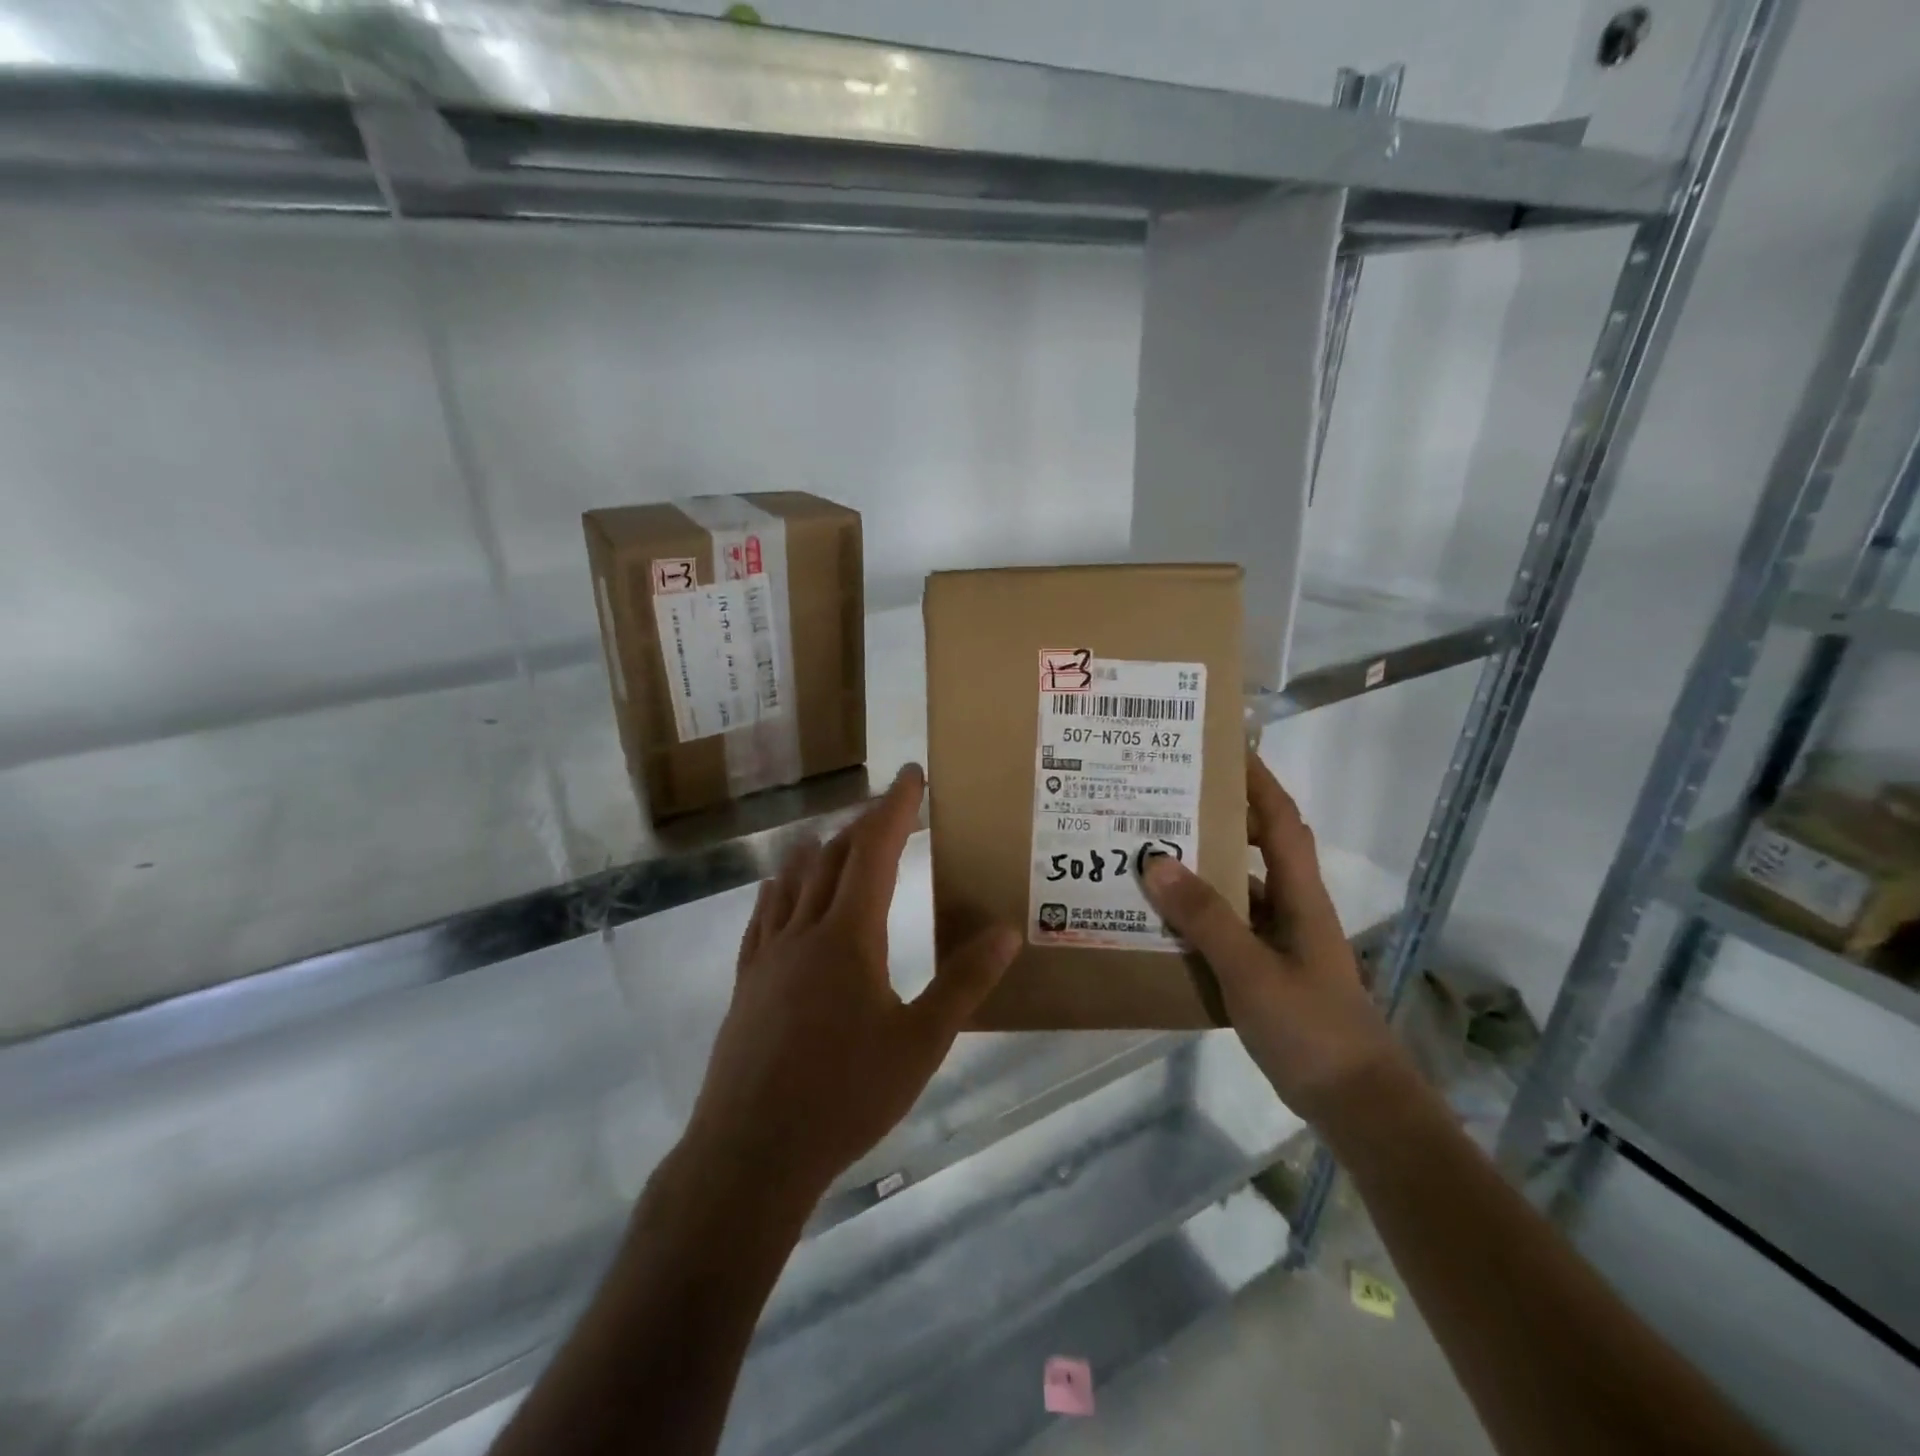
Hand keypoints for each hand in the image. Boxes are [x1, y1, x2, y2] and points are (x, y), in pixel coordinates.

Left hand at [682, 763, 1020, 1205]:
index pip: (874, 850)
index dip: (894, 808)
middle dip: (864, 825)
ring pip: (793, 881)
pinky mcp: (745, 983)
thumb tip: (1006, 931)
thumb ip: (963, 983)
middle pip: (832, 857)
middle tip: (890, 809)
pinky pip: (763, 917)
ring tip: (839, 839)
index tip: (910, 774)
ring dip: (820, 851)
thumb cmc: (844, 1097)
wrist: (751, 1153)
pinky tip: (782, 892)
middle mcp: (803, 931)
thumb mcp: (920, 1043)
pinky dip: (781, 890)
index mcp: (848, 936)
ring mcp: (767, 956)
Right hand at [1140, 751, 1403, 1122]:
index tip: (1223, 749)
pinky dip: (1200, 918)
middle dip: (1218, 819)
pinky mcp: (1269, 971)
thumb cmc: (1311, 1028)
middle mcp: (1292, 908)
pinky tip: (1163, 924)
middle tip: (1165, 802)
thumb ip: (1205, 918)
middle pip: (1256, 847)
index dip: (1257, 780)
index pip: (1279, 820)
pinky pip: (1229, 929)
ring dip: (1203, 872)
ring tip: (1150, 856)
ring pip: (1238, 891)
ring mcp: (1281, 942)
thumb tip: (1156, 860)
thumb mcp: (1251, 970)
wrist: (1356, 1103)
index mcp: (1299, 896)